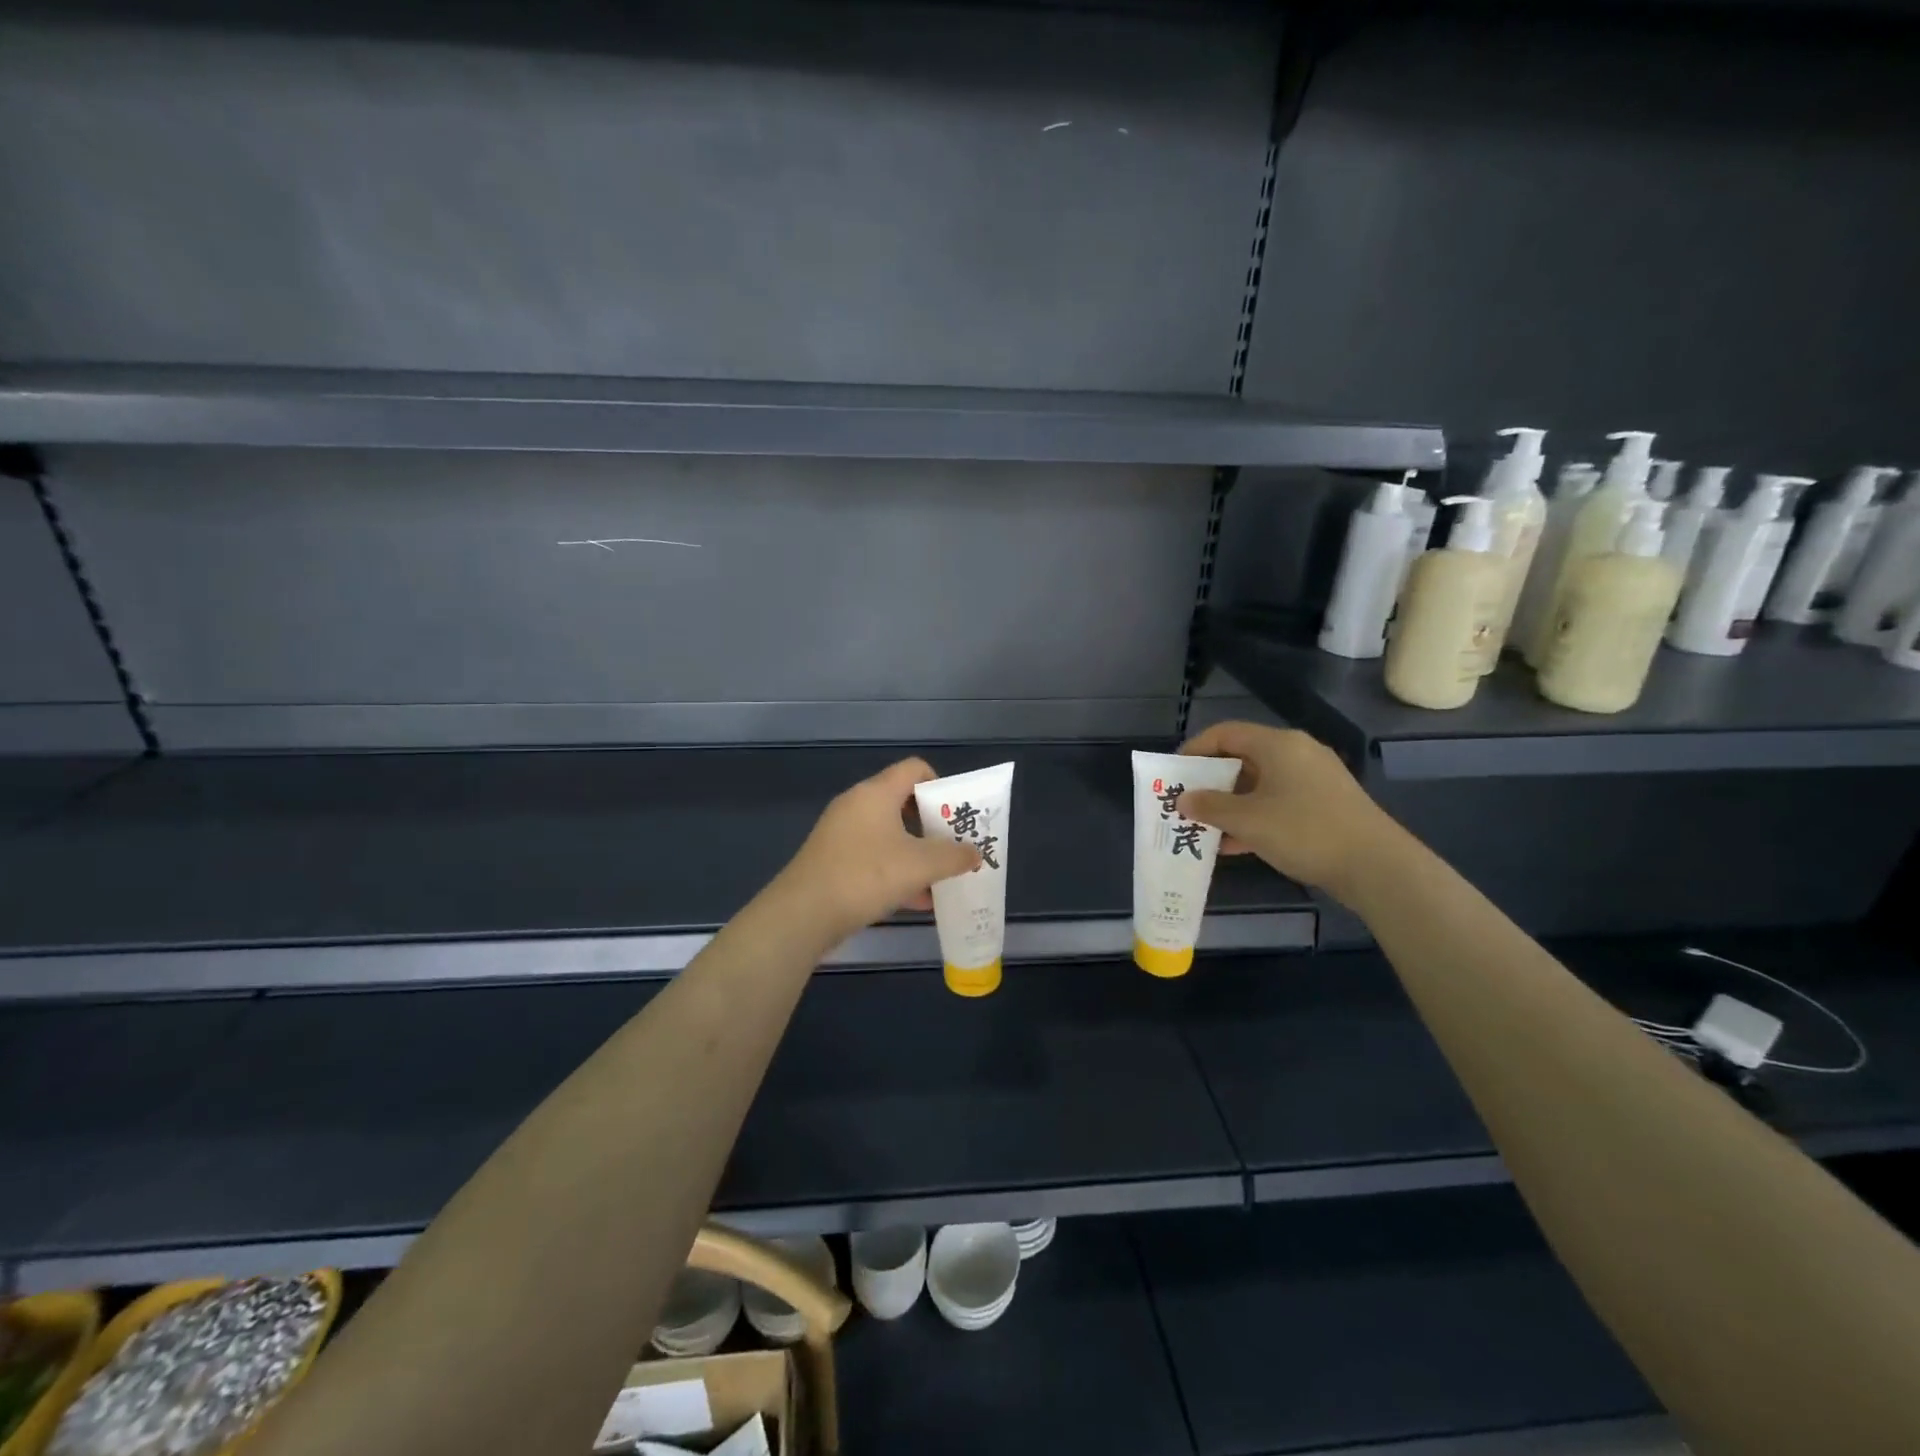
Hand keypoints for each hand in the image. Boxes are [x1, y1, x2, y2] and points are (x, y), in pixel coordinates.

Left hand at [778, 757, 980, 939]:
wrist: (803, 914)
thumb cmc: (866, 876)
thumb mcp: (920, 865)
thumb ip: (953, 856)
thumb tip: (974, 853)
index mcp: (876, 793)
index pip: (915, 769)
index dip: (941, 785)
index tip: (956, 814)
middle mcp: (857, 806)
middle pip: (903, 803)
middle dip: (933, 826)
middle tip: (955, 847)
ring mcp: (841, 834)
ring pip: (890, 835)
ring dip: (917, 853)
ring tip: (941, 878)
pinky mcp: (833, 861)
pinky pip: (874, 858)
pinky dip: (896, 872)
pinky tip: (916, 901)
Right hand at [1174, 722, 1399, 899]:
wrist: (1376, 866)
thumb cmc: (1304, 831)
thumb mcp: (1247, 820)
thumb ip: (1210, 806)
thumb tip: (1183, 799)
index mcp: (1278, 745)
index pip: (1225, 733)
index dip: (1194, 750)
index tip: (1173, 774)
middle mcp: (1296, 754)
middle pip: (1242, 758)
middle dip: (1210, 781)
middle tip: (1186, 802)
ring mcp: (1313, 780)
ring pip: (1259, 784)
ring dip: (1229, 804)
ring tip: (1203, 826)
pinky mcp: (1324, 805)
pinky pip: (1277, 802)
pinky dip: (1253, 817)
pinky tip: (1233, 844)